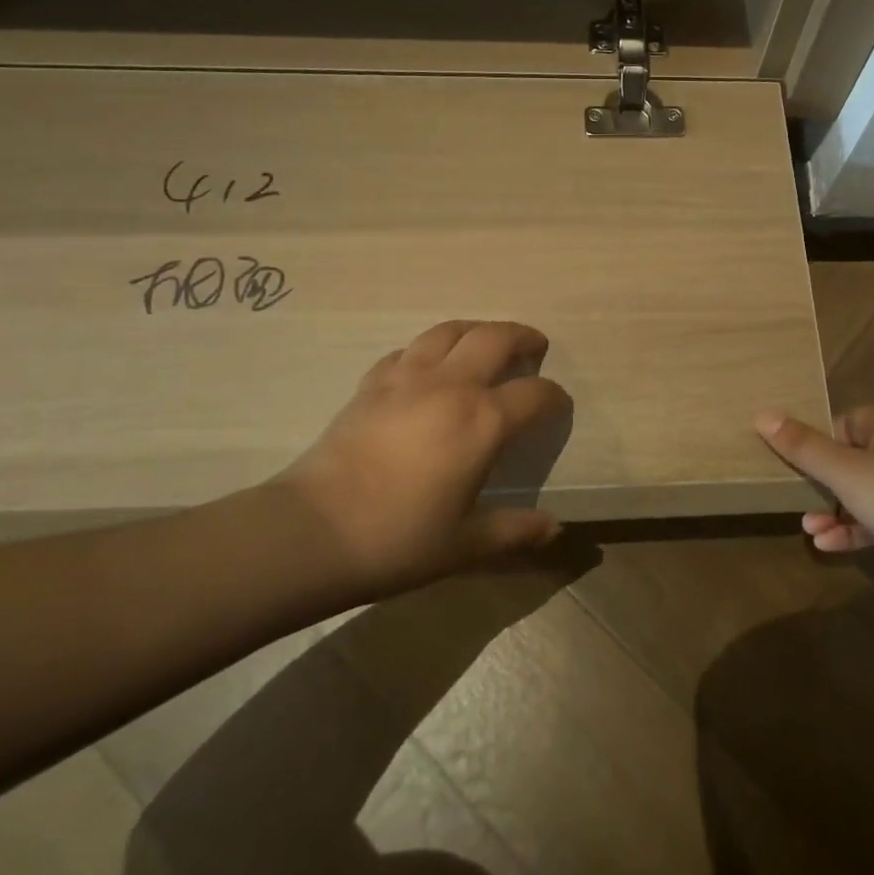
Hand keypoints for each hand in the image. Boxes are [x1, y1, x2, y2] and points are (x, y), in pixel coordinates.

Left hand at [269, 320, 571, 602]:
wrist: (315, 530)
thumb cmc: (399, 539)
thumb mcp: (465, 544)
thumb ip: (514, 530)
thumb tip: (554, 528)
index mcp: (484, 421)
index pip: (534, 394)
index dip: (554, 396)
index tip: (559, 404)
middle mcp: (452, 386)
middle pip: (495, 338)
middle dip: (522, 337)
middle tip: (534, 346)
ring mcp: (408, 378)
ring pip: (450, 331)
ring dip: (476, 329)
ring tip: (484, 341)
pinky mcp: (372, 383)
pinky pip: (408, 350)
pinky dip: (428, 350)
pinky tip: (427, 366)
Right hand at [756, 406, 873, 565]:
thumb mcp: (847, 472)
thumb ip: (804, 446)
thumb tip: (763, 414)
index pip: (842, 423)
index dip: (815, 441)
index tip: (790, 463)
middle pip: (848, 458)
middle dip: (818, 482)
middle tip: (793, 498)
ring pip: (861, 493)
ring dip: (832, 510)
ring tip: (808, 529)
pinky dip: (852, 530)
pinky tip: (827, 546)